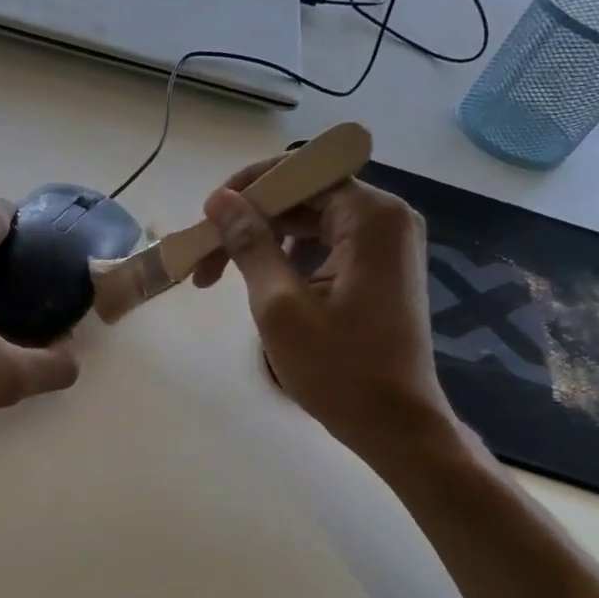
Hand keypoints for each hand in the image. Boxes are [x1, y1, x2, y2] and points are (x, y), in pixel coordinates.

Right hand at [192, 158, 464, 471]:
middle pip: (303, 196)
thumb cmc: (338, 369)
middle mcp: (386, 218)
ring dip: (263, 240)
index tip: (206, 219)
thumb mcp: (279, 305)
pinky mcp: (381, 268)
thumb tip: (220, 199)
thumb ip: (249, 244)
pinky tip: (261, 282)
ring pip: (310, 221)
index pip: (300, 172)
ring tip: (220, 275)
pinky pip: (326, 244)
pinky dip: (288, 256)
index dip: (247, 189)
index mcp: (370, 217)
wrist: (395, 424)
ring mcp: (387, 244)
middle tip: (203, 259)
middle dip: (249, 221)